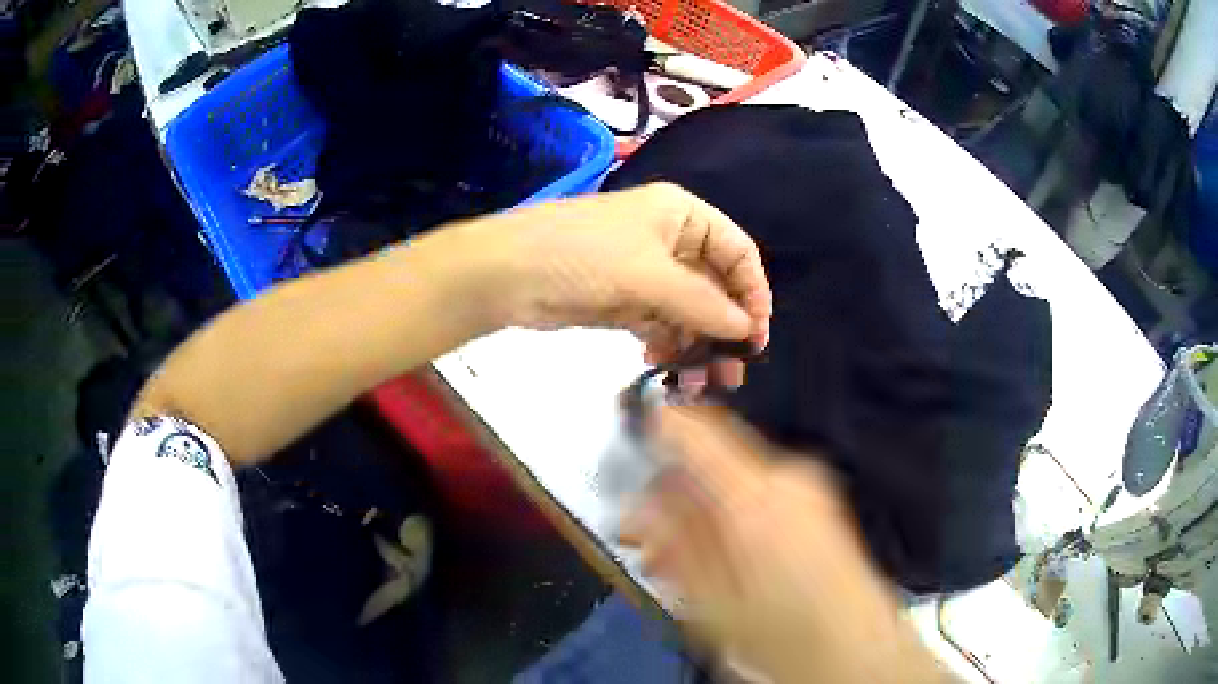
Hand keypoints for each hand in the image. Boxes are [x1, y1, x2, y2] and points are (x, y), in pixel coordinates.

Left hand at [471, 183, 770, 385]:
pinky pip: (659, 324)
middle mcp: (668, 240)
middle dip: (724, 328)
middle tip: (731, 372)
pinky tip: (664, 365)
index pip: (737, 251)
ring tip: (699, 381)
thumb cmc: (584, 257)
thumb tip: (747, 329)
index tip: (756, 336)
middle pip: (714, 285)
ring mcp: (645, 272)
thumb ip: (705, 304)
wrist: (508, 274)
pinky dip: (666, 345)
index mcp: (681, 215)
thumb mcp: (651, 276)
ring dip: (696, 344)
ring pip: (687, 311)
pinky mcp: (623, 300)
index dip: (753, 292)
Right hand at [620, 406, 946, 683]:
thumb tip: (642, 506)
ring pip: (733, 480)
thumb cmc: (784, 632)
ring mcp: (808, 488)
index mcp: (756, 494)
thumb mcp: (711, 599)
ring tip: (677, 558)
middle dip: (673, 492)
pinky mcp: (817, 503)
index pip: (694, 429)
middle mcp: (787, 477)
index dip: (657, 426)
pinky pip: (759, 494)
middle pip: (712, 458)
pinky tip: (717, 557)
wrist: (855, 647)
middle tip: (646, 533)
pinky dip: (730, 516)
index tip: (633, 437)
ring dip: (699, 509)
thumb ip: (673, 543)